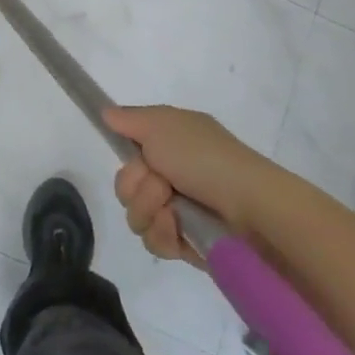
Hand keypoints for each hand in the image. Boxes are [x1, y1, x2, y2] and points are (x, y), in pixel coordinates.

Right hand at [106, 105, 279, 263]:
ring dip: (149, 210)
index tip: (137, 158)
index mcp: (170, 145)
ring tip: (172, 210)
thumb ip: (129, 119)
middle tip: (162, 183)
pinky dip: (163, 233)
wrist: (248, 205)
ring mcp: (178, 211)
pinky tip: (178, 228)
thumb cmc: (204, 157)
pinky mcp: (185, 242)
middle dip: (137, 186)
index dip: (129, 160)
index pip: (129, 154)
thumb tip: (106, 112)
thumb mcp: (162, 124)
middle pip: (126, 187)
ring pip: (136, 216)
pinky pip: (153, 242)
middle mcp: (172, 176)